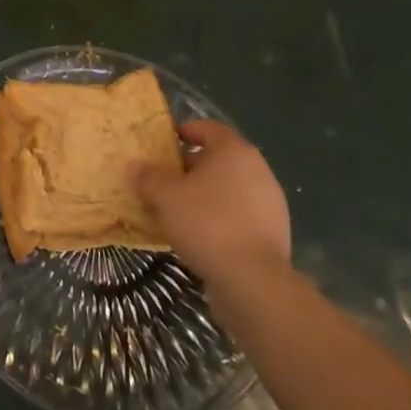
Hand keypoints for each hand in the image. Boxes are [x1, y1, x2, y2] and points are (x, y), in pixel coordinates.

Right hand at [132, 120, 289, 288]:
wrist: (253, 281)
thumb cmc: (206, 223)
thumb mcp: (165, 196)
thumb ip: (148, 176)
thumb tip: (136, 165)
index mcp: (234, 152)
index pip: (209, 129)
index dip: (186, 131)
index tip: (165, 142)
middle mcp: (258, 170)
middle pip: (220, 159)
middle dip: (191, 166)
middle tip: (165, 178)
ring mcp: (270, 203)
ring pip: (230, 188)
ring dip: (206, 193)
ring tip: (178, 208)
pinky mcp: (274, 233)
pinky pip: (240, 214)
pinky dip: (221, 216)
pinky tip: (200, 233)